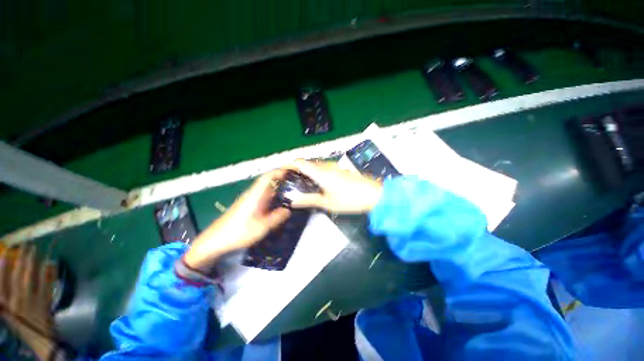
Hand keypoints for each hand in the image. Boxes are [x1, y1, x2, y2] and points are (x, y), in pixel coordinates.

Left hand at [184, 170, 290, 270]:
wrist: (215, 240)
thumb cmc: (238, 232)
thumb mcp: (262, 227)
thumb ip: (276, 217)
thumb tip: (288, 210)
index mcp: (256, 195)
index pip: (268, 177)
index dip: (280, 172)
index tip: (292, 171)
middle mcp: (253, 194)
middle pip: (269, 181)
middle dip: (282, 178)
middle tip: (297, 181)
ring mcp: (250, 200)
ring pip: (267, 189)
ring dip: (278, 187)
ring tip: (292, 190)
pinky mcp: (248, 206)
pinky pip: (264, 196)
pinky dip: (274, 195)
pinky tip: (279, 203)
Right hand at [288, 160, 382, 213]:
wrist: (374, 195)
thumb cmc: (350, 199)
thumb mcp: (327, 203)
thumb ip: (309, 200)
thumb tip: (293, 201)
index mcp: (321, 172)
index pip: (300, 163)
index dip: (288, 164)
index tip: (280, 171)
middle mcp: (326, 166)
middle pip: (307, 163)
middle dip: (296, 169)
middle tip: (289, 180)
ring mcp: (334, 167)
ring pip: (315, 166)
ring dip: (306, 171)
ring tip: (299, 183)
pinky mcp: (340, 170)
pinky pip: (323, 168)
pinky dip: (315, 173)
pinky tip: (315, 183)